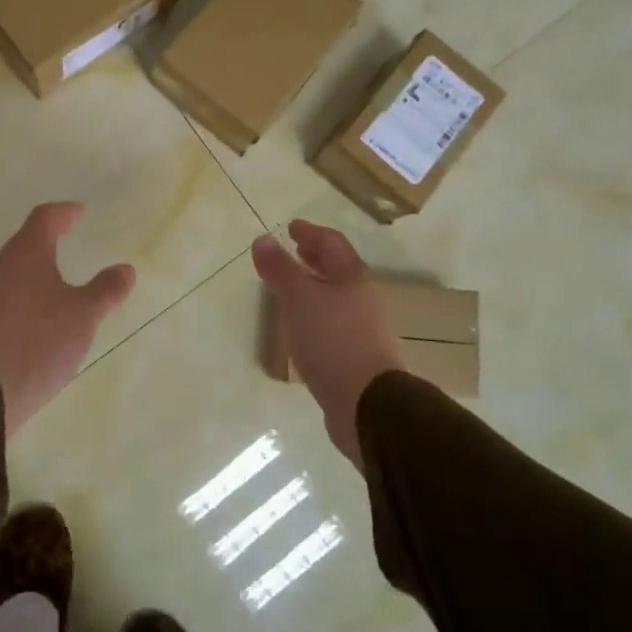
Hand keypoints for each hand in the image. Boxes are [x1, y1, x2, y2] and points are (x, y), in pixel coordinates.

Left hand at [0, 203, 136, 435]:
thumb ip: (106, 289)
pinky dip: (25, 292)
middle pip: (25, 241)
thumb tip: (125, 269)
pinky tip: (37, 312)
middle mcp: (1, 266)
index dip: (64, 212)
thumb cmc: (40, 341)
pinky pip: (6, 294)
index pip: (44, 218)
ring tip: (56, 277)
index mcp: (26, 254)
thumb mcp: (85, 315)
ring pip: (14, 268)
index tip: (79, 212)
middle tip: (68, 237)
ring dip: (35, 267)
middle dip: (48, 237)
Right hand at [252, 221, 403, 467]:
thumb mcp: (298, 299)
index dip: (311, 232)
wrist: (367, 403)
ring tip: (292, 288)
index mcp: (351, 278)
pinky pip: (334, 323)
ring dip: (315, 286)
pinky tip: (302, 327)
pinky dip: (316, 314)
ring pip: (336, 297)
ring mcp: (362, 329)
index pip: (332, 243)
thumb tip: (263, 239)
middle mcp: (362, 299)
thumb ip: (280, 269)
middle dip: (315, 258)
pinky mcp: (357, 356)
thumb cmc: (332, 341)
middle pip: (338, 269)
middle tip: (294, 250)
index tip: (292, 227)